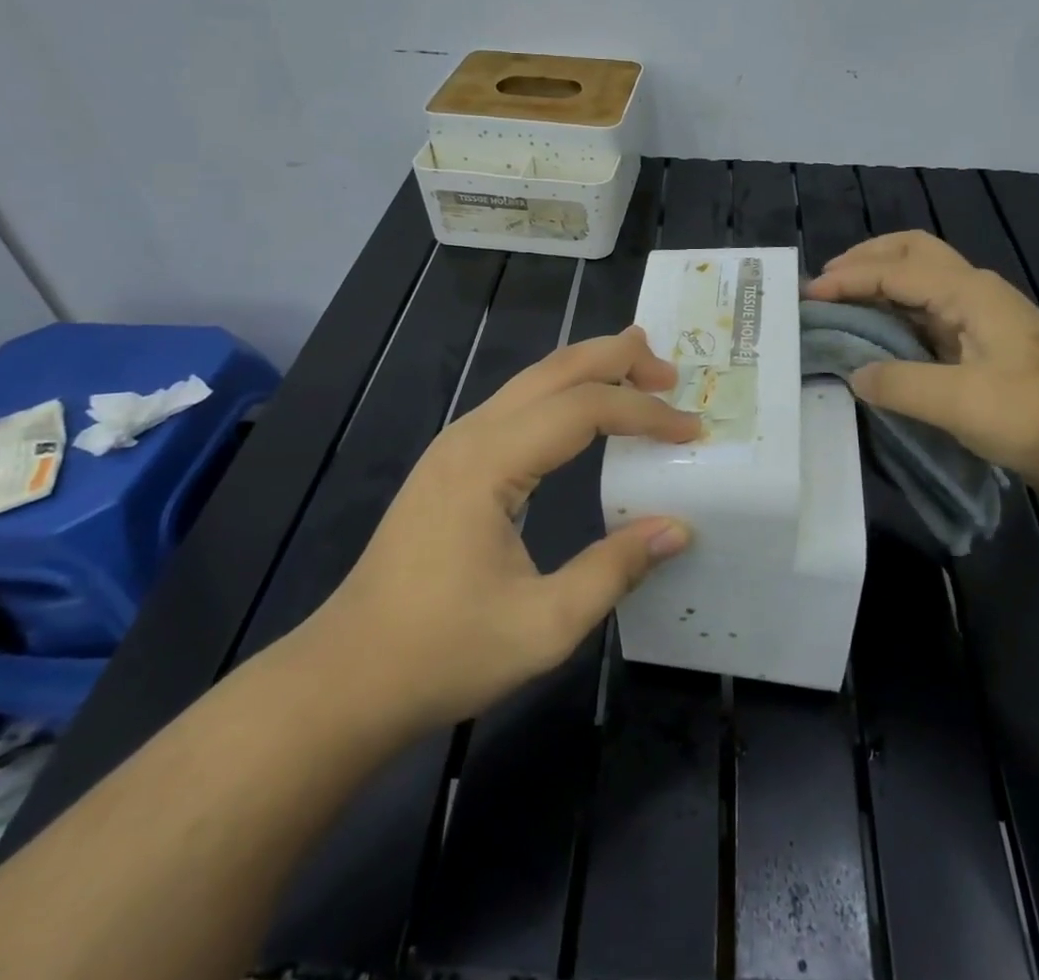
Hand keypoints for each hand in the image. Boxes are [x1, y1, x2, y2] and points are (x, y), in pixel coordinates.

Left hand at [298, 328, 699, 734]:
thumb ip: (614, 570)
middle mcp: (471, 435)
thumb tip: (678, 528)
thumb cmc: (442, 653)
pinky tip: (585, 411)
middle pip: (555, 370)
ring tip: (641, 373)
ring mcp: (456, 444)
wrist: (346, 678)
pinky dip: (564, 394)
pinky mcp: (451, 462)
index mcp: (489, 462)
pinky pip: (518, 405)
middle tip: (671, 372)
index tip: (692, 430)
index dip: (644, 413)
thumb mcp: (543, 625)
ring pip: (533, 380)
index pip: (584, 408)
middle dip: (617, 359)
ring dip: (590, 370)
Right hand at [805, 231, 1038, 526]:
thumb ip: (900, 384)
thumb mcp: (961, 405)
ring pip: (922, 275)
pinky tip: (876, 327)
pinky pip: (927, 306)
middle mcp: (974, 291)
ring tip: (842, 298)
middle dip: (866, 258)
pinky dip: (895, 305)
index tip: (809, 295)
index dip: (849, 279)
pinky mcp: (981, 338)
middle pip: (913, 251)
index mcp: (971, 293)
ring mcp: (980, 313)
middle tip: (826, 281)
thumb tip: (855, 374)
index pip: (897, 271)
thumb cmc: (1035, 419)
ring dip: (880, 278)